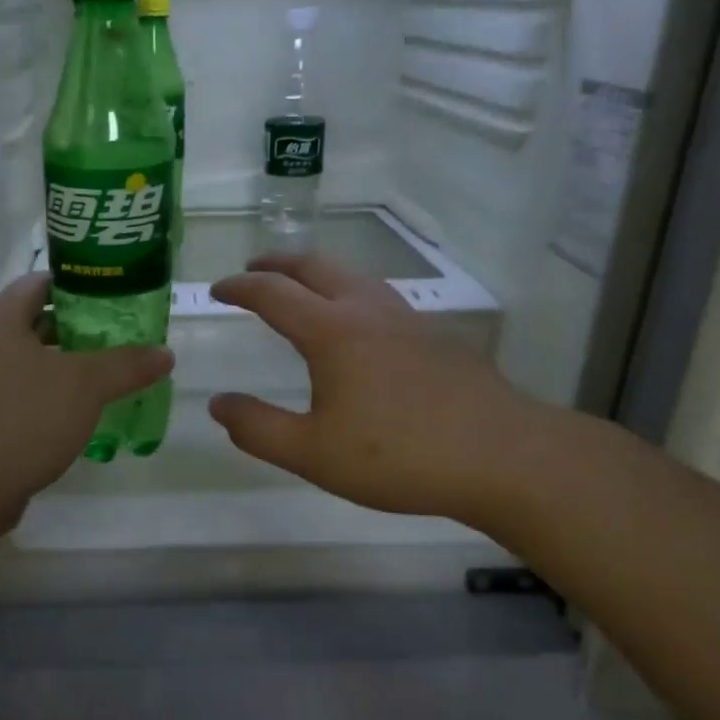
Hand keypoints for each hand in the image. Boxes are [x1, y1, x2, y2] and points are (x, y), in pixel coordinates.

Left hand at [0, 272, 172, 548]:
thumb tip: (165, 353)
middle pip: (35, 323)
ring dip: (65, 365)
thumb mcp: (85, 386)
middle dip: (77, 328)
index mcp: (0, 323)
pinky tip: (80, 412)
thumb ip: (126, 365)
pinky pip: (21, 393)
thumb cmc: (25, 420)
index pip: (37, 283)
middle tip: (119, 336)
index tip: (111, 295)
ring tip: (107, 373)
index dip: (75, 283)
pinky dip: (49, 395)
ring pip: (29, 361)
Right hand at [208, 254, 544, 529]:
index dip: (240, 288)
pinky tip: (360, 326)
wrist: (503, 456)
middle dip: (278, 263)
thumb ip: (258, 428)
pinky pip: (380, 297)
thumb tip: (218, 404)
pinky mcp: (437, 336)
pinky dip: (351, 294)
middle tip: (254, 270)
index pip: (273, 293)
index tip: (217, 291)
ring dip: (317, 274)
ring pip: (353, 276)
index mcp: (332, 331)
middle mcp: (367, 311)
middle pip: (315, 267)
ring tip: (302, 289)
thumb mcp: (312, 453)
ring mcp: (408, 319)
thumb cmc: (398, 455)